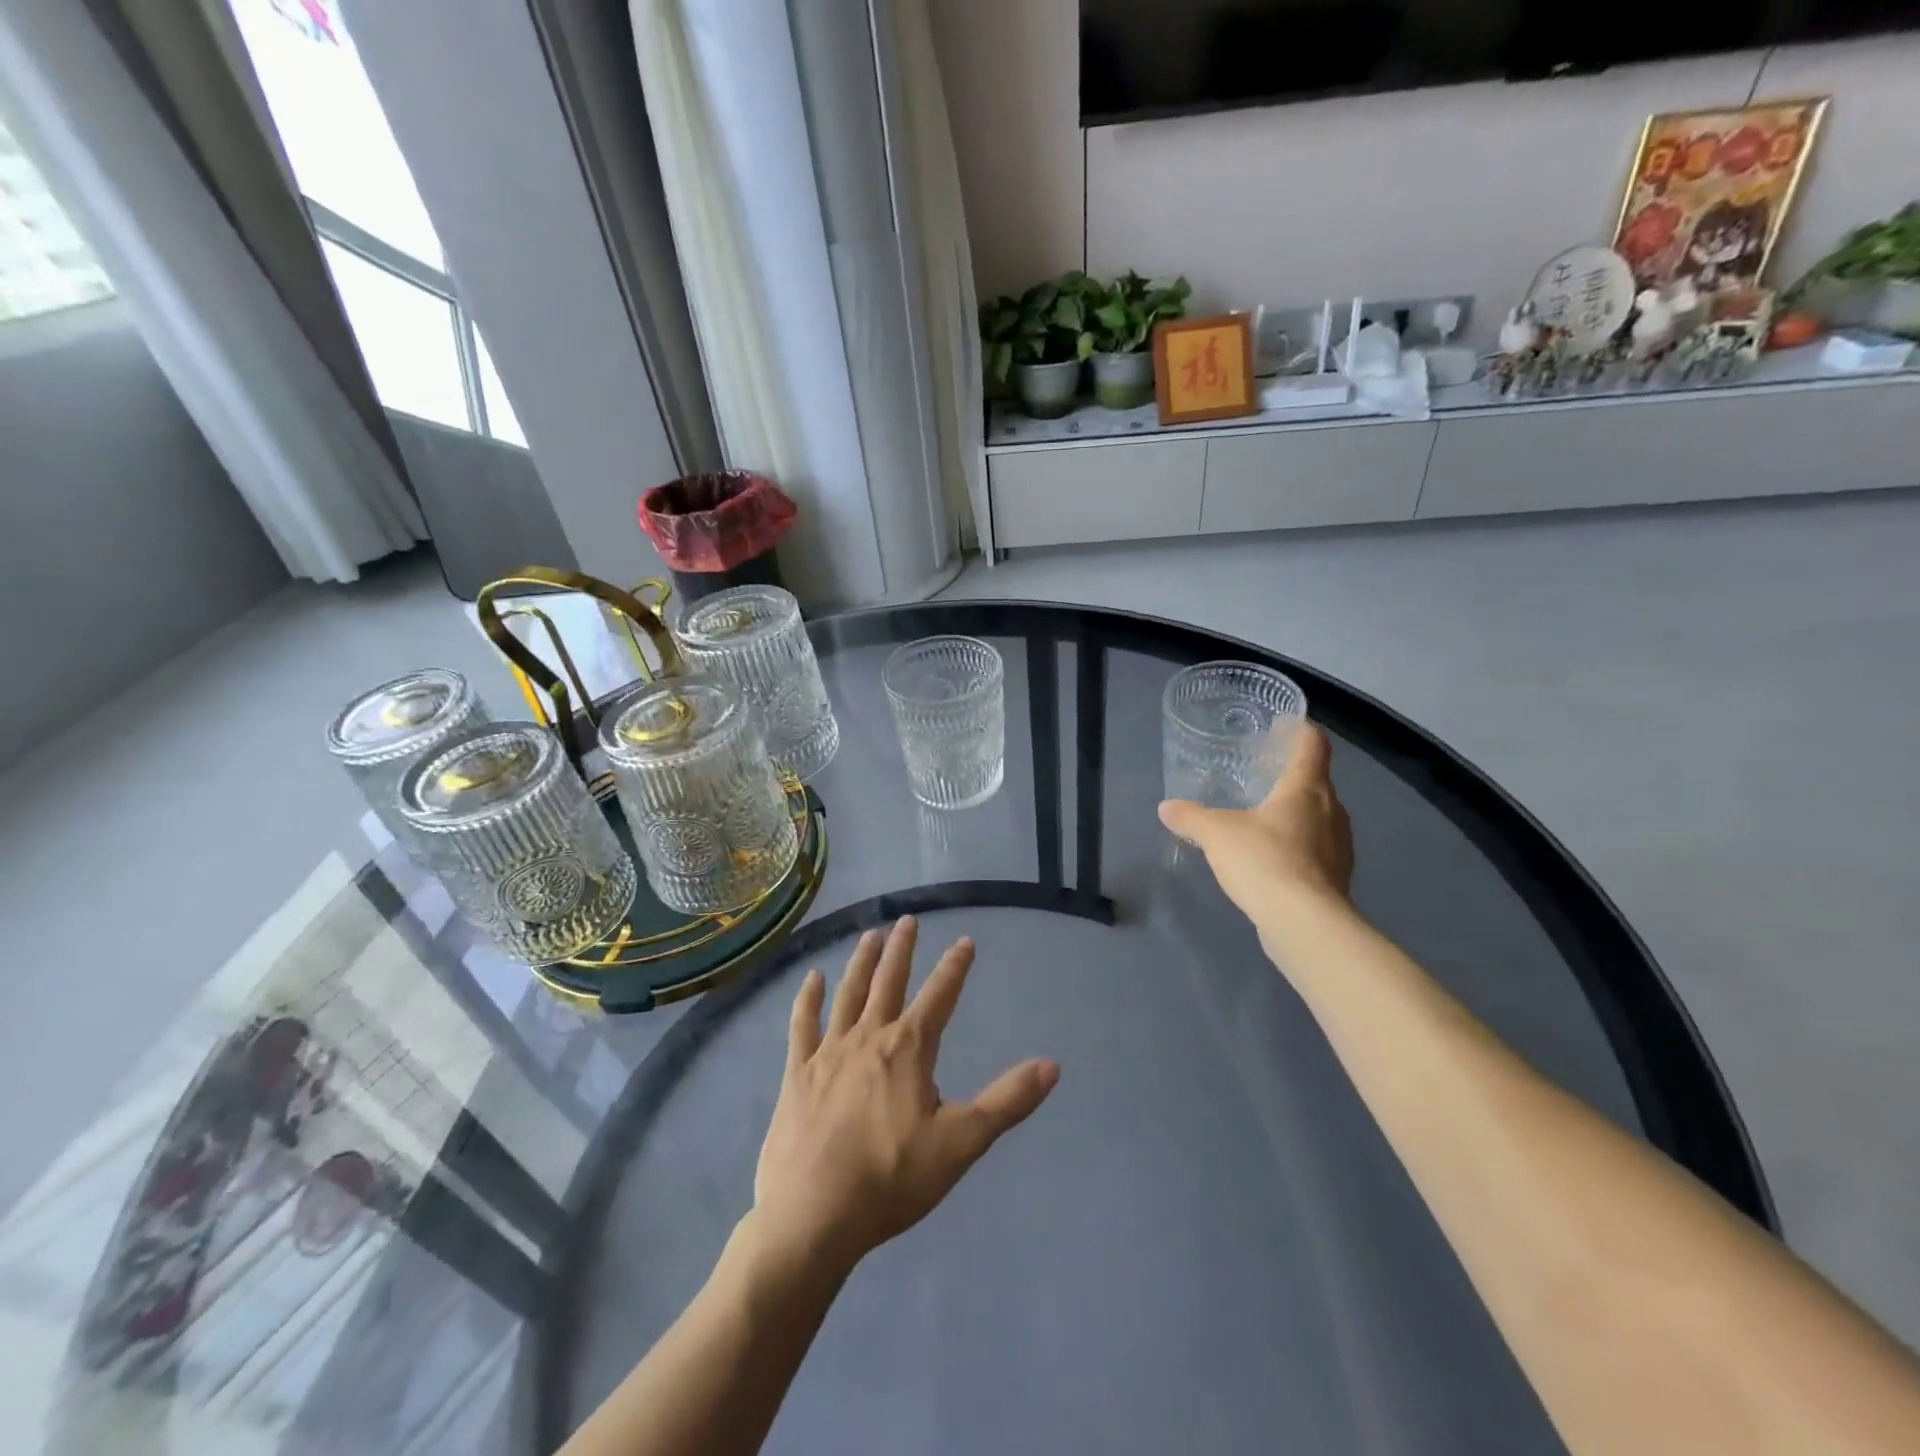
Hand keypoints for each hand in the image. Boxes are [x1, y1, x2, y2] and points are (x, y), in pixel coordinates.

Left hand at [752, 917, 1059, 1274]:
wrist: (812, 1217)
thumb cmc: (891, 1180)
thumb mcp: (961, 1144)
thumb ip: (1007, 1101)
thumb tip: (1051, 1065)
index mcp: (909, 1049)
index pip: (940, 996)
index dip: (955, 967)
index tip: (966, 940)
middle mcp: (869, 1037)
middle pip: (889, 982)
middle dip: (901, 950)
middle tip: (907, 920)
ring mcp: (828, 1052)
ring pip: (848, 994)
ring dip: (861, 962)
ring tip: (870, 935)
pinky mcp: (797, 1073)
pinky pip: (802, 1025)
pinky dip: (808, 999)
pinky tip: (812, 978)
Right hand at [1157, 720, 1353, 928]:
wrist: (1305, 924)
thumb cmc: (1265, 861)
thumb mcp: (1216, 834)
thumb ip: (1191, 817)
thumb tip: (1167, 808)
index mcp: (1306, 789)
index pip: (1312, 744)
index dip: (1299, 729)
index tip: (1281, 723)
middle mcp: (1331, 811)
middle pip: (1317, 781)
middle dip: (1291, 774)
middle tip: (1261, 773)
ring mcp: (1338, 847)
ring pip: (1318, 817)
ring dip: (1294, 811)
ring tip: (1262, 815)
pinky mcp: (1336, 878)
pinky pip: (1315, 849)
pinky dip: (1296, 844)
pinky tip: (1270, 858)